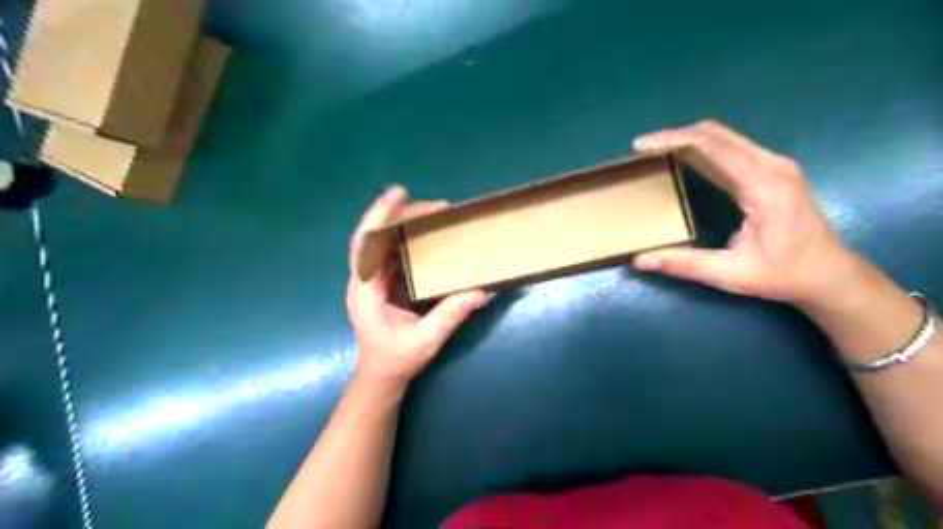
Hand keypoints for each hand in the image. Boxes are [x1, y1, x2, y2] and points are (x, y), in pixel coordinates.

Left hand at [346, 184, 485, 387]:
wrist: (381, 375)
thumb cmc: (397, 360)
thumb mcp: (425, 341)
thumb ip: (449, 316)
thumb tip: (480, 291)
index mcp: (365, 290)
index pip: (366, 244)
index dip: (379, 215)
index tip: (399, 194)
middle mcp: (364, 279)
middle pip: (375, 236)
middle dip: (401, 215)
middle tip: (437, 207)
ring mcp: (371, 280)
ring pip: (381, 241)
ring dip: (404, 223)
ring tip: (434, 214)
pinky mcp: (381, 283)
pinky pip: (389, 252)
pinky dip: (405, 237)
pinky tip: (425, 233)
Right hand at [629, 117, 858, 303]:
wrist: (830, 275)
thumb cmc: (783, 275)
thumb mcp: (731, 275)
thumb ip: (685, 264)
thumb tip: (639, 260)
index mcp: (762, 186)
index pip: (710, 148)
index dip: (671, 141)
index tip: (639, 147)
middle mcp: (772, 166)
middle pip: (715, 134)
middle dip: (674, 135)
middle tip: (641, 148)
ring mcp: (776, 164)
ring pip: (724, 136)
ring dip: (688, 139)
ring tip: (656, 151)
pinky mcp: (775, 169)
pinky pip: (733, 146)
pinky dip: (703, 147)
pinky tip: (684, 158)